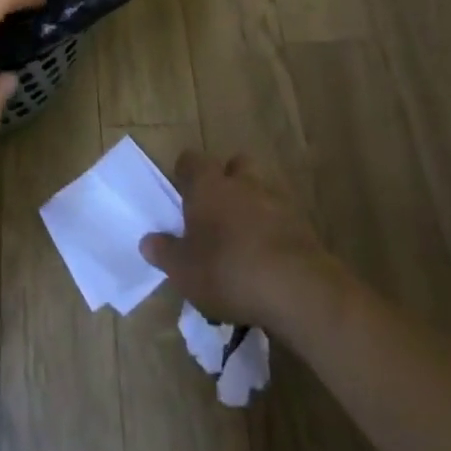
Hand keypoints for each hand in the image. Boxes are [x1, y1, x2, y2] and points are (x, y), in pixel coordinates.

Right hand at [138, 150, 339, 329]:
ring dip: (253, 206)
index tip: (181, 192)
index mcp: (207, 185)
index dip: (185, 173)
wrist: (296, 289)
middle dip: (227, 180)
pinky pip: (282, 219)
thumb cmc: (227, 270)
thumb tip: (147, 241)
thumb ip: (165, 252)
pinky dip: (274, 231)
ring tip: (244, 238)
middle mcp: (241, 183)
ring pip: (261, 190)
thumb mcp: (183, 270)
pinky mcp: (303, 226)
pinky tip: (268, 259)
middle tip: (217, 209)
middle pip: (234, 165)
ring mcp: (276, 201)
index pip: (191, 161)